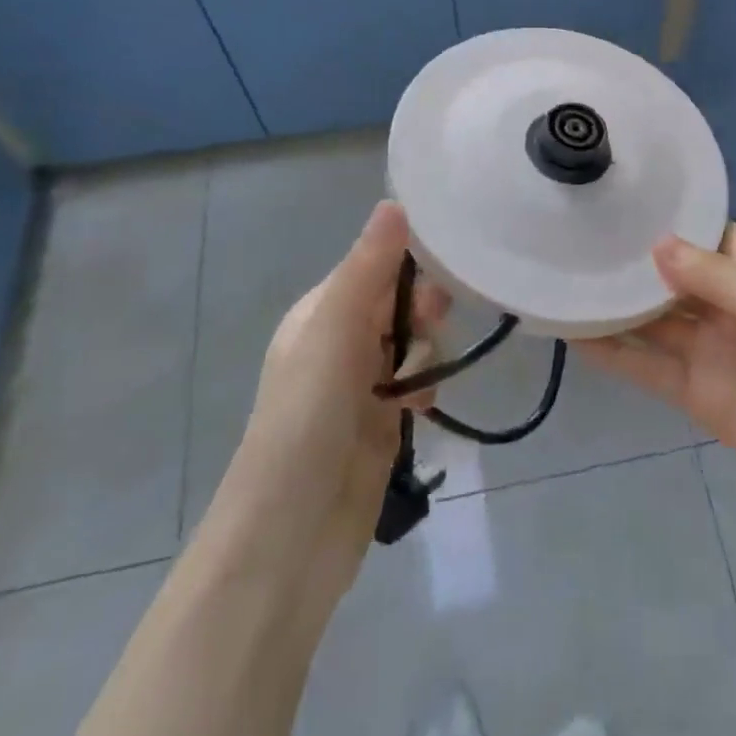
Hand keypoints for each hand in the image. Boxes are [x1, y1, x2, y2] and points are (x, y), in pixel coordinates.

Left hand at [204, 201, 446, 619]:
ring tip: (417, 381)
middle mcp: (338, 342)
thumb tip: (394, 202)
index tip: (443, 274)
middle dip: (421, 310)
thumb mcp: (336, 332)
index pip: (376, 265)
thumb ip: (369, 267)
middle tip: (433, 324)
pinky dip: (422, 388)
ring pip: (411, 344)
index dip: (411, 264)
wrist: (291, 533)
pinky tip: (420, 408)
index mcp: (320, 312)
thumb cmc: (308, 418)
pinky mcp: (379, 423)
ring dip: (424, 353)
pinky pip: (414, 384)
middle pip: (398, 303)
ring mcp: (359, 385)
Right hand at [582, 225, 735, 528]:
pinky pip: (649, 367)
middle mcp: (731, 302)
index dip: (659, 222)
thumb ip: (716, 277)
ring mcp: (712, 349)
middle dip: (627, 263)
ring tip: (560, 281)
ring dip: (612, 306)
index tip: (608, 204)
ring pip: (651, 320)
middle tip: (568, 239)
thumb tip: (655, 245)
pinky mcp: (699, 394)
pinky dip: (615, 353)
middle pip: (669, 276)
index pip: (700, 233)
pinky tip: (574, 334)